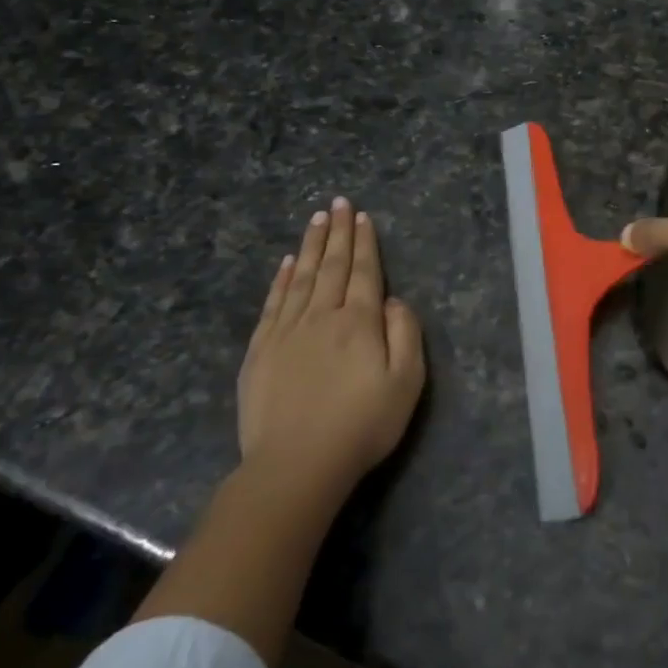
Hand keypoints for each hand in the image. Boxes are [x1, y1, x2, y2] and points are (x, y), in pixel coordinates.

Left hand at [237, 197, 425, 490]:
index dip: (365, 243)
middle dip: (337, 233)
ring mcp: (286, 332)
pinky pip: (273, 303)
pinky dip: (280, 279)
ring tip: (316, 220)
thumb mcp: (406, 383)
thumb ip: (406, 334)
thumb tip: (395, 300)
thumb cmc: (361, 425)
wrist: (296, 465)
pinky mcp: (260, 351)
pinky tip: (285, 263)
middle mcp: (322, 316)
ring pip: (300, 277)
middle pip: (332, 266)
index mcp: (360, 322)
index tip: (362, 216)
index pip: (364, 272)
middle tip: (338, 203)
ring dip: (310, 246)